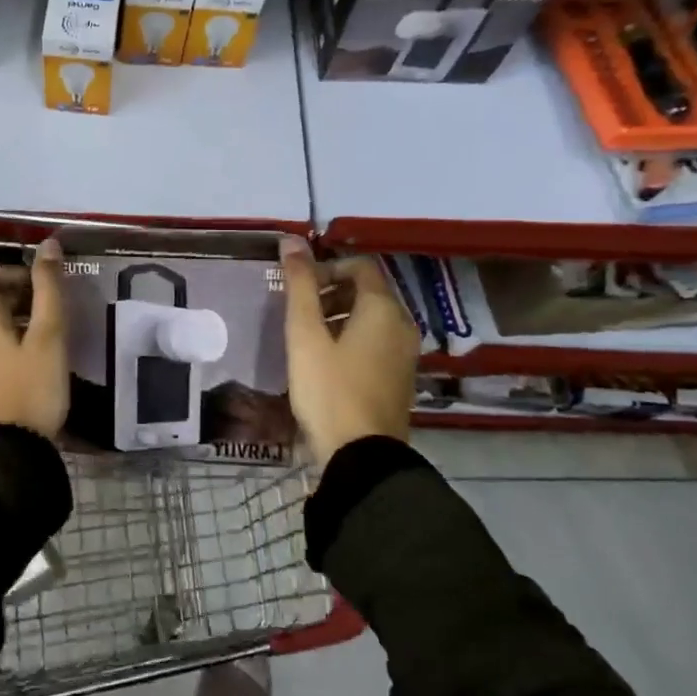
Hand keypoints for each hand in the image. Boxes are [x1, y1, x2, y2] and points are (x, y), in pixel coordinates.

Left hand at [0, 238, 67, 437]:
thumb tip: (49, 245)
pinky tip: (23, 359)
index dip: (10, 270)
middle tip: (44, 310)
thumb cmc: (30, 389)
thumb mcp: (48, 336)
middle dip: (10, 292)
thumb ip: (48, 287)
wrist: (3, 452)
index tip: (39, 288)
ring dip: (5, 317)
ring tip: (38, 334)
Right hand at [279, 236, 418, 468]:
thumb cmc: (329, 389)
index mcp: (383, 309)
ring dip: (340, 317)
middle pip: (368, 291)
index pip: (360, 266)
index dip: (326, 268)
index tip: (299, 289)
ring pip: (372, 318)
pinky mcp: (400, 377)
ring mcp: (405, 353)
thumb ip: (299, 285)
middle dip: (331, 293)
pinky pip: (377, 342)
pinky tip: (327, 364)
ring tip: (308, 340)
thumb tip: (291, 239)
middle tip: (300, 314)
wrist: (362, 455)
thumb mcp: (305, 335)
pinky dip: (352, 339)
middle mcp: (402, 324)